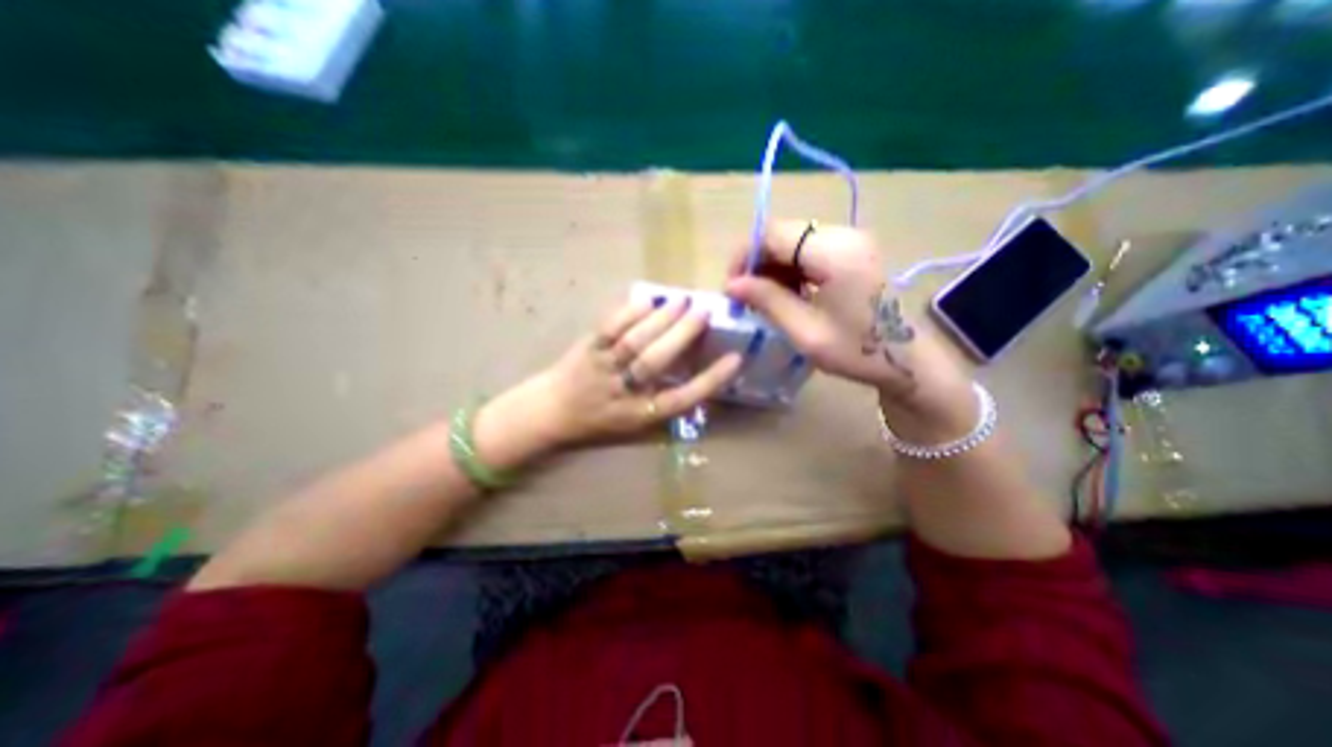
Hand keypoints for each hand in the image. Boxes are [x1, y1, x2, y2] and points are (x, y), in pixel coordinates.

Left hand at [470, 296, 745, 469]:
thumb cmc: (597, 420)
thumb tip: (696, 376)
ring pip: (634, 341)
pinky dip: (629, 313)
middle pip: (656, 363)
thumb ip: (662, 403)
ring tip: (682, 300)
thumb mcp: (633, 424)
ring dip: (660, 319)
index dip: (709, 381)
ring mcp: (601, 368)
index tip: (734, 359)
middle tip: (704, 312)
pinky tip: (647, 300)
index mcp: (639, 414)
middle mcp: (622, 392)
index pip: (680, 399)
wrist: (549, 412)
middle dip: (683, 336)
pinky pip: (609, 328)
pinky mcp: (585, 349)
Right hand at [728, 221, 974, 443]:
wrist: (908, 360)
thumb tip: (731, 284)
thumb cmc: (858, 350)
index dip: (744, 255)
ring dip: (773, 267)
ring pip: (793, 241)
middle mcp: (843, 235)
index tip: (733, 287)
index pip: (772, 232)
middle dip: (757, 263)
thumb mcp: (805, 331)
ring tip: (766, 300)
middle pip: (782, 233)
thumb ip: (767, 301)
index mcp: (833, 252)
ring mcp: (850, 241)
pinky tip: (789, 295)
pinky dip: (790, 270)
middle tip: (746, 297)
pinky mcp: (853, 252)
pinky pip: (809, 251)